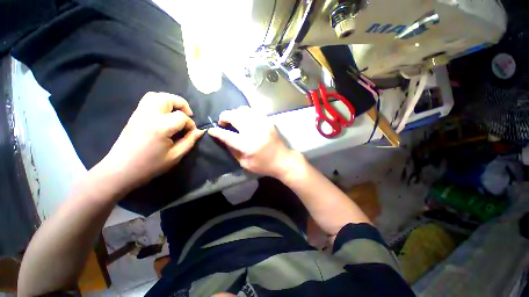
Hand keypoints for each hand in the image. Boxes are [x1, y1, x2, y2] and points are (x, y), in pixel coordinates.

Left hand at [98, 92, 203, 191]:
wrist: (121, 170)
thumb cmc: (150, 165)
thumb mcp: (175, 156)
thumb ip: (189, 141)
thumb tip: (200, 131)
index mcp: (160, 127)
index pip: (181, 117)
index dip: (190, 124)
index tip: (191, 133)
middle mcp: (149, 115)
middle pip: (167, 98)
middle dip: (181, 104)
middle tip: (188, 115)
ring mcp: (139, 114)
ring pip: (155, 96)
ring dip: (169, 101)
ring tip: (176, 112)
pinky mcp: (134, 116)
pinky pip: (148, 101)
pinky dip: (159, 103)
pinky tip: (164, 115)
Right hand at [208, 106, 300, 177]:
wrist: (282, 160)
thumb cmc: (263, 165)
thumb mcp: (245, 163)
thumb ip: (232, 150)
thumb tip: (223, 138)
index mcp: (247, 145)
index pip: (227, 135)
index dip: (216, 132)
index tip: (211, 130)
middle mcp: (254, 131)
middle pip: (234, 116)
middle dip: (224, 117)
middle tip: (222, 122)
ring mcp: (263, 124)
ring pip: (244, 110)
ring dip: (235, 113)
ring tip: (233, 119)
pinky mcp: (268, 121)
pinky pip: (254, 111)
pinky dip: (246, 112)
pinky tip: (244, 117)